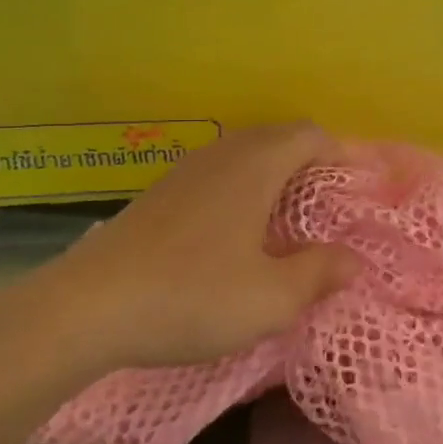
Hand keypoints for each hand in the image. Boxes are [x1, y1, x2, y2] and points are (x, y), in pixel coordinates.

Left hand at [6, 124, 359, 377]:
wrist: (85, 309)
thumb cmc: (191, 296)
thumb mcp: (271, 298)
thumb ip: (319, 274)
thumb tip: (353, 260)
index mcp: (254, 167)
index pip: (309, 135)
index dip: (340, 152)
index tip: (356, 184)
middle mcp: (220, 157)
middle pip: (276, 137)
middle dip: (309, 161)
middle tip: (328, 201)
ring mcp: (183, 173)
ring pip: (242, 154)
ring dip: (273, 173)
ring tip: (288, 216)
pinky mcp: (157, 196)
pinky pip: (215, 174)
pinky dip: (240, 188)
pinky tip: (235, 232)